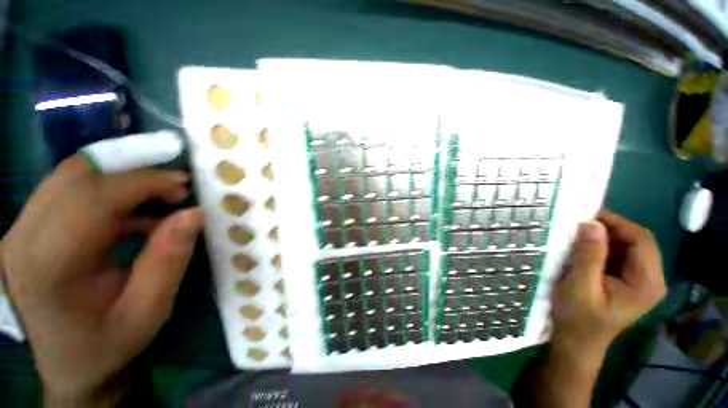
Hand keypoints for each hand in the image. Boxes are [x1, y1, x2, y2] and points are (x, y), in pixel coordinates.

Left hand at [0, 155, 202, 404]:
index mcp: (48, 268)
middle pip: (74, 176)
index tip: (183, 184)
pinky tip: (133, 211)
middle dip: (132, 173)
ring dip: (119, 177)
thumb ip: (169, 259)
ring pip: (68, 176)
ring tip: (158, 194)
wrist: (66, 363)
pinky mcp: (26, 229)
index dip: (141, 182)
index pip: (91, 199)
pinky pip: (67, 190)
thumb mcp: (148, 310)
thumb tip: (193, 214)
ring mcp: (18, 232)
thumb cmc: (107, 344)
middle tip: (174, 188)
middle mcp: (21, 241)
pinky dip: (106, 189)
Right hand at [551, 210, 666, 362]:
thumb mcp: (580, 285)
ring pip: (629, 246)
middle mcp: (652, 279)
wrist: (577, 341)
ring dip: (605, 238)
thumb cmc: (578, 318)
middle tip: (579, 225)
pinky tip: (585, 250)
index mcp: (647, 283)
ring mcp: (642, 281)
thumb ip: (589, 255)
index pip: (642, 240)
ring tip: (578, 237)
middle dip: (610, 230)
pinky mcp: (630, 281)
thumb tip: (590, 223)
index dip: (617, 223)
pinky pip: (621, 255)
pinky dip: (603, 247)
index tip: (586, 216)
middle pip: (638, 241)